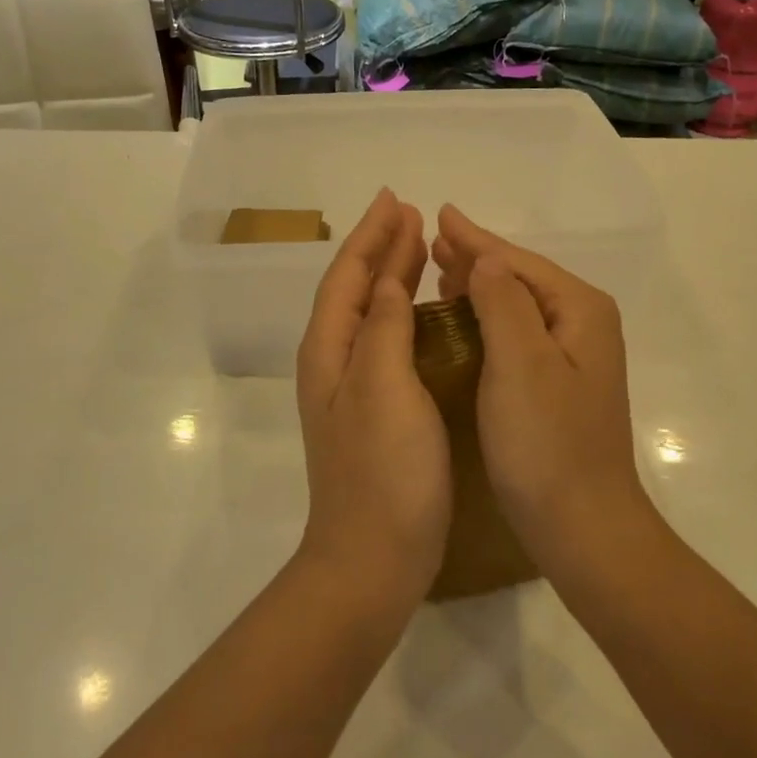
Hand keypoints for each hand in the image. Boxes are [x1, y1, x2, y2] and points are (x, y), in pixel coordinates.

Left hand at [296, 189, 450, 601]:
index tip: (397, 199)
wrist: (373, 558)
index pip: (349, 275)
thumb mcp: (383, 389)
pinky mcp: (378, 410)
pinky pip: (388, 341)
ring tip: (419, 247)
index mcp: (330, 350)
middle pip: (358, 289)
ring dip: (393, 275)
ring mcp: (354, 389)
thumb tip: (389, 282)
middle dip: (382, 248)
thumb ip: (385, 329)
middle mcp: (335, 362)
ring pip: (373, 313)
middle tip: (412, 213)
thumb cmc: (382, 472)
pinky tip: (426, 313)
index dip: (372, 235)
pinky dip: (405, 313)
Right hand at [430, 206, 653, 566]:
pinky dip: (487, 320)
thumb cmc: (547, 444)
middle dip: (477, 258)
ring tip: (441, 271)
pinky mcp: (559, 387)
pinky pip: (517, 335)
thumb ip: (504, 301)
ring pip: (518, 306)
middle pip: (521, 278)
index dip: (476, 239)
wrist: (583, 527)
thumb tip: (489, 257)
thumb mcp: (521, 363)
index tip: (440, 214)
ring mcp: (574, 359)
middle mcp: (583, 326)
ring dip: (480, 286)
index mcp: (580, 311)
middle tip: (433, 241)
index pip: (518, 262)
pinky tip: (464, 321)